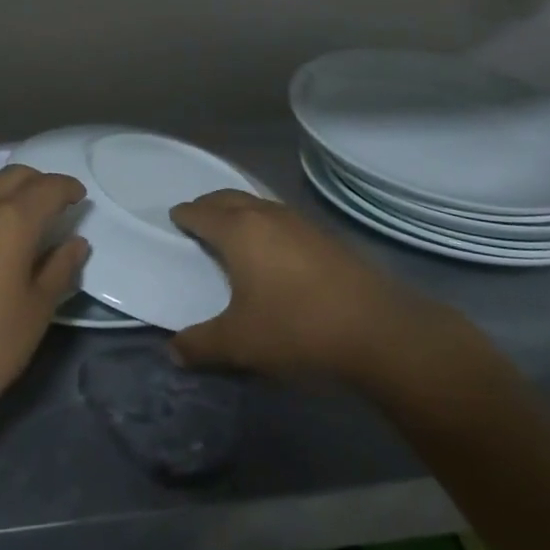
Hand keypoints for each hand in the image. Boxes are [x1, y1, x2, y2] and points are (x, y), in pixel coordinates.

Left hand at [0, 164, 87, 422]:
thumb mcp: (37, 310)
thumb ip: (60, 268)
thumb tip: (76, 242)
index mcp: (11, 221)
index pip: (47, 188)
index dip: (68, 188)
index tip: (79, 198)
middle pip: (13, 175)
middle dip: (38, 183)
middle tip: (53, 205)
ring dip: (5, 188)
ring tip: (17, 214)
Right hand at [169, 190, 479, 386]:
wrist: (377, 330)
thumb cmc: (296, 328)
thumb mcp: (239, 343)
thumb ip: (200, 345)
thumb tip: (173, 351)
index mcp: (239, 231)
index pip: (202, 213)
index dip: (186, 214)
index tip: (175, 216)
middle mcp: (267, 216)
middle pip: (230, 198)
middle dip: (210, 204)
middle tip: (197, 215)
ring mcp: (301, 222)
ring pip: (260, 204)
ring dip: (240, 209)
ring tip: (232, 227)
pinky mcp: (326, 236)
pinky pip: (282, 218)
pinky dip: (265, 222)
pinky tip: (273, 246)